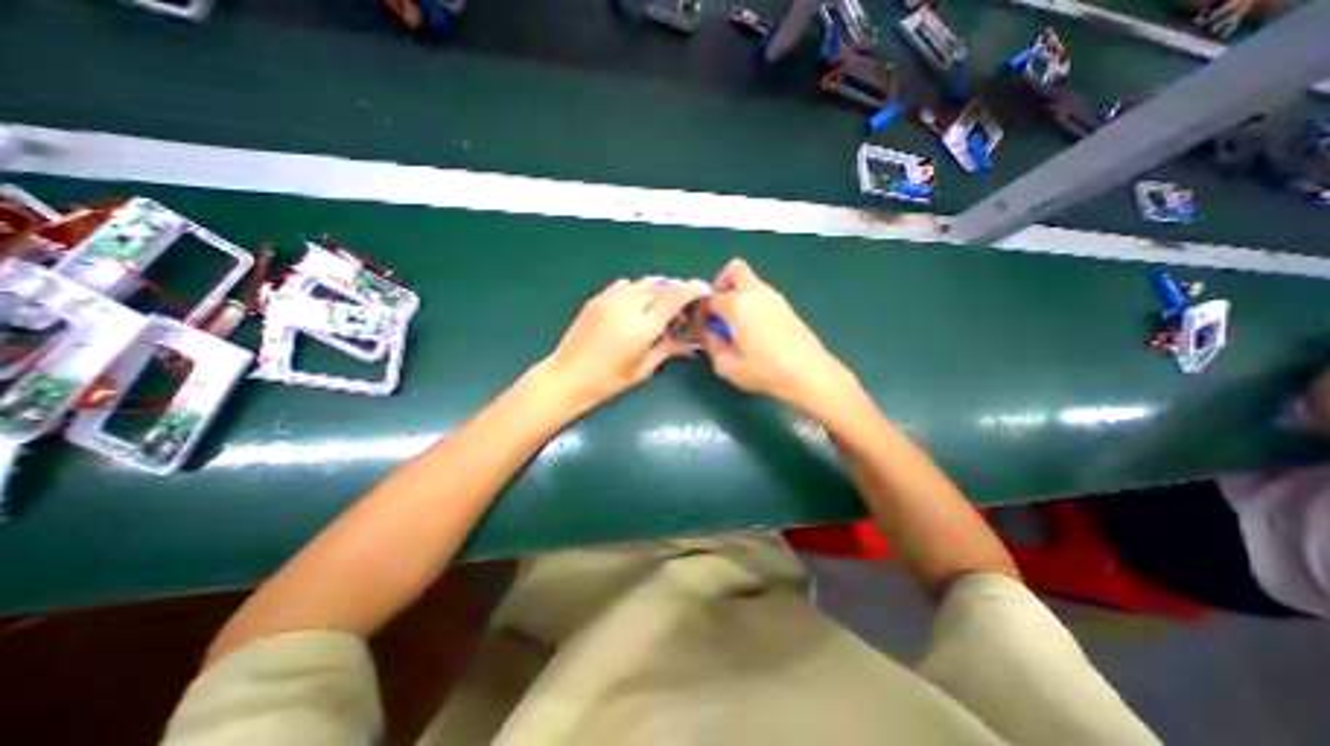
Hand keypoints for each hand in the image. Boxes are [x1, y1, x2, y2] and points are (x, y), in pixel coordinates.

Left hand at [539, 277, 710, 412]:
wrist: (567, 377)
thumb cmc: (608, 381)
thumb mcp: (643, 369)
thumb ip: (667, 351)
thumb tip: (688, 345)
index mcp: (643, 326)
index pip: (675, 297)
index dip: (692, 289)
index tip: (703, 289)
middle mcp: (628, 306)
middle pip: (660, 286)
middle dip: (674, 293)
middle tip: (677, 311)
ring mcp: (609, 300)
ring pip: (641, 283)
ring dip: (655, 291)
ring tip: (656, 308)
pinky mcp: (596, 300)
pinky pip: (623, 286)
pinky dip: (635, 291)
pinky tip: (633, 306)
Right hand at [690, 259, 857, 415]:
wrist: (808, 373)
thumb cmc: (764, 370)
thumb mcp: (727, 365)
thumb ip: (711, 346)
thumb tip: (706, 334)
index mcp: (737, 305)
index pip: (709, 298)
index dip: (699, 313)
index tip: (700, 330)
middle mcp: (755, 292)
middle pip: (733, 270)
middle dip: (720, 286)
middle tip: (718, 311)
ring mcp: (773, 297)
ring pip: (749, 282)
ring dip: (736, 295)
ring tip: (735, 325)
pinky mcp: (785, 306)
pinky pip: (761, 294)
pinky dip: (751, 303)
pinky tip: (752, 329)